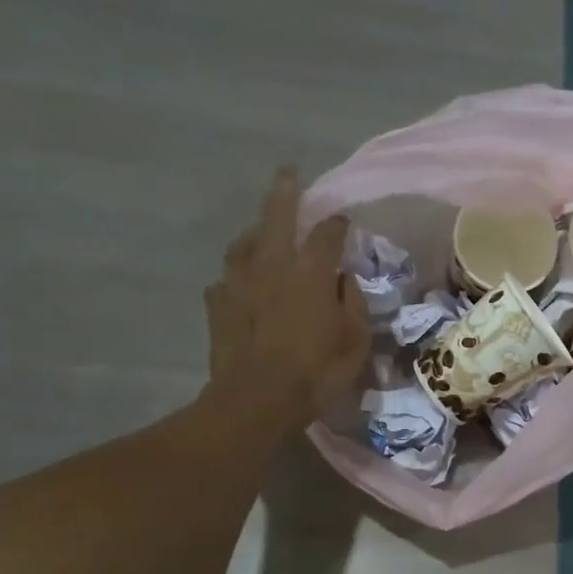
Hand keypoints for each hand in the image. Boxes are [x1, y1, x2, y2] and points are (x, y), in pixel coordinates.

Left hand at [205, 167, 369, 426]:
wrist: (257, 399)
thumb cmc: (316, 371)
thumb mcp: (355, 340)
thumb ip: (354, 302)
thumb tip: (346, 280)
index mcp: (310, 270)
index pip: (327, 233)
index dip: (337, 223)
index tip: (344, 219)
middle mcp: (272, 264)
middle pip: (277, 215)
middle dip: (285, 191)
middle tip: (288, 173)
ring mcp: (239, 281)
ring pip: (245, 243)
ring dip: (256, 231)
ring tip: (261, 231)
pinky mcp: (217, 303)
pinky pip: (226, 280)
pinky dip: (237, 277)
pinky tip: (240, 285)